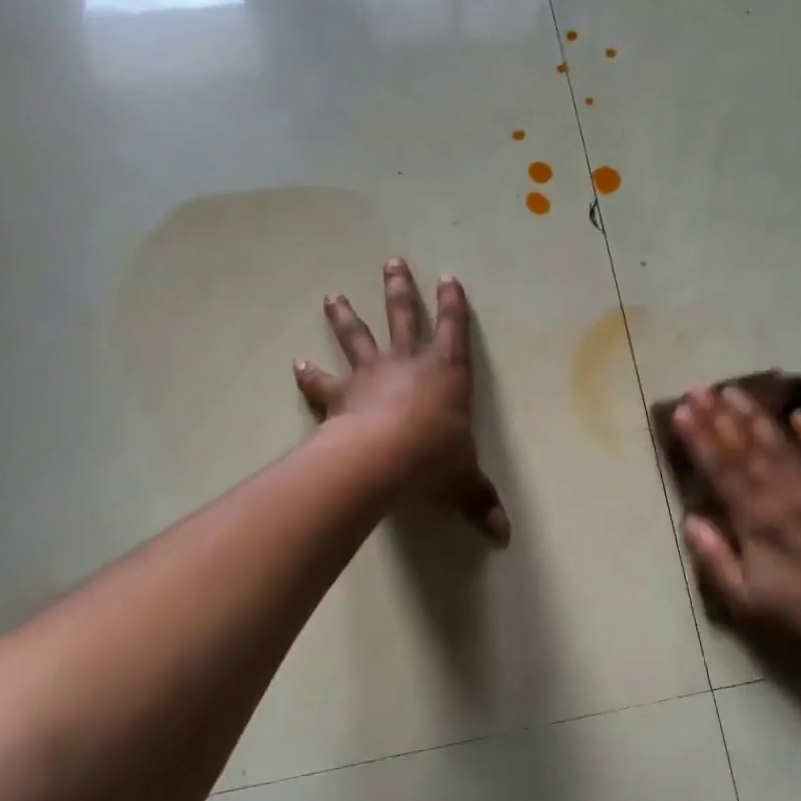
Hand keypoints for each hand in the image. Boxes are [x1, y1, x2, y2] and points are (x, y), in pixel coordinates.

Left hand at [295, 258, 509, 544]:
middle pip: (403, 316)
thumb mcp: (464, 482)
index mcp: (446, 372)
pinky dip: (309, 375)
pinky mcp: (340, 396)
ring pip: (357, 336)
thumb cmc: (433, 459)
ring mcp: (371, 375)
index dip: (453, 303)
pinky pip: (322, 383)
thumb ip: (481, 502)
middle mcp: (408, 363)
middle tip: (391, 262)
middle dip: (400, 289)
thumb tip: (504, 538)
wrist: (380, 459)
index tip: (448, 277)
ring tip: (332, 295)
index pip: (454, 328)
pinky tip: (296, 365)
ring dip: (345, 316)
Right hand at [672, 385, 800, 675]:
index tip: (681, 411)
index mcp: (757, 521)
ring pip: (782, 446)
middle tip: (699, 389)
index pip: (722, 470)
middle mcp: (785, 497)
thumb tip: (692, 520)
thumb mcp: (746, 599)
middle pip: (747, 449)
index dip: (699, 439)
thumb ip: (715, 557)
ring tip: (734, 391)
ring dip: (755, 417)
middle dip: (719, 416)